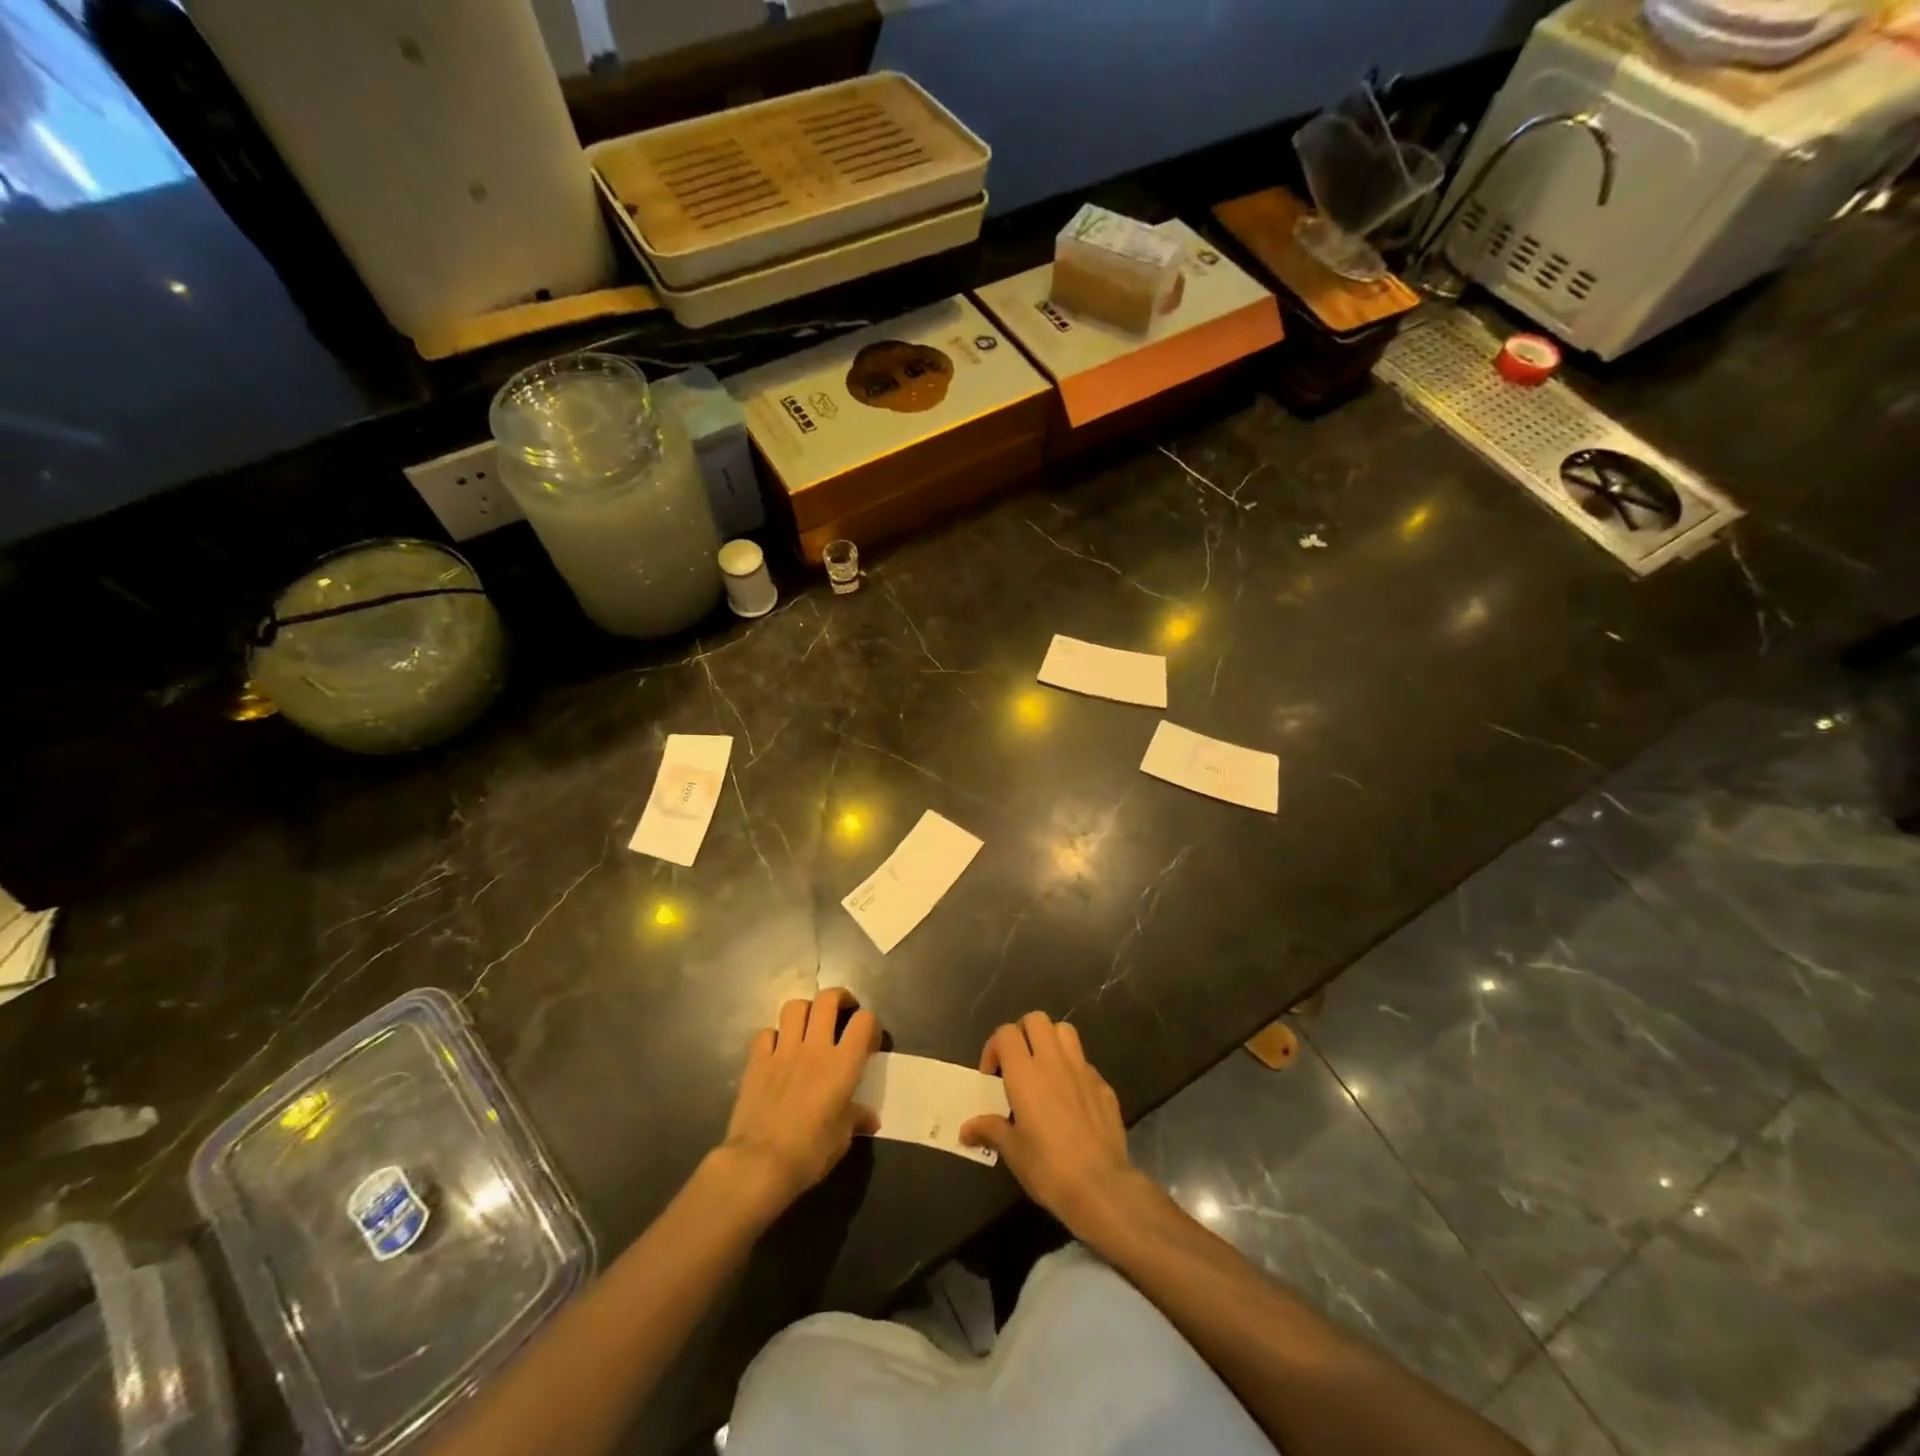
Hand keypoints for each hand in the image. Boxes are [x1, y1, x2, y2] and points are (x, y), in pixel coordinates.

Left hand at [720, 987, 880, 1216]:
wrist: (760, 1164)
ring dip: (805, 1011)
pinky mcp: (757, 1061)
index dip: (869, 1025)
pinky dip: (774, 1036)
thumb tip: (870, 1118)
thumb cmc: (810, 1153)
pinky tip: (778, 1051)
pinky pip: (766, 1033)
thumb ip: (856, 1119)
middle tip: (842, 1013)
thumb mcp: (842, 1139)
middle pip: (828, 999)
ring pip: (795, 1007)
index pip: (864, 1021)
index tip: (868, 1040)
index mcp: (843, 1064)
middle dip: (839, 998)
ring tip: (809, 1026)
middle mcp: (815, 1048)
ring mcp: (783, 1051)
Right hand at [960, 1012, 1152, 1242]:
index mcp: (1025, 1073)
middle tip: (1017, 1063)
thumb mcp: (1012, 1151)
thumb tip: (965, 1129)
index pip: (1006, 1033)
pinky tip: (1071, 1098)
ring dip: (1051, 1041)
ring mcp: (1082, 1070)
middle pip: (1036, 1020)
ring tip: (1044, 1069)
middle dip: (1023, 1033)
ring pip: (1064, 1031)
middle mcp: (1053, 1061)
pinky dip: (1073, 1070)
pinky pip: (1085, 1062)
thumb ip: (990, 1130)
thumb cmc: (1048, 1167)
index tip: (992, 1075)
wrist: (1100, 1186)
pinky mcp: (1103, 1085)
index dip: (995, 1047)